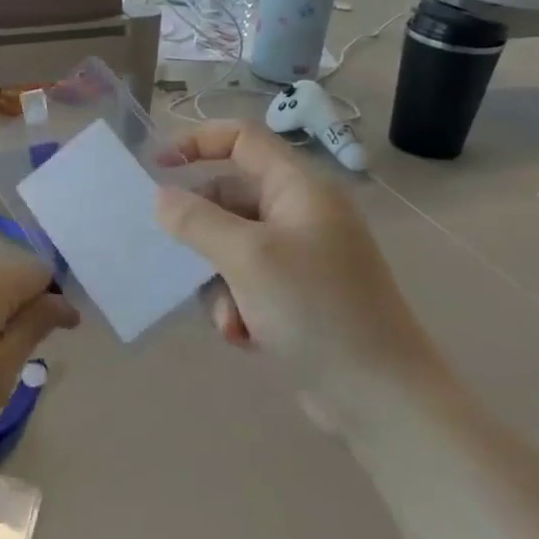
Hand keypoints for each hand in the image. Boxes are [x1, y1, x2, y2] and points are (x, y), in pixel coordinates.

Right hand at [155, 120, 442, 429]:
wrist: (381, 399)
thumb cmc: (316, 310)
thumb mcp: (247, 258)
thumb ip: (196, 220)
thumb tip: (161, 197)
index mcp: (300, 188)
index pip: (241, 139)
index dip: (197, 142)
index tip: (157, 166)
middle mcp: (300, 213)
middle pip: (229, 198)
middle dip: (202, 234)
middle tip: (181, 259)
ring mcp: (300, 255)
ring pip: (229, 246)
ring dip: (217, 281)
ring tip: (230, 317)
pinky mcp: (296, 294)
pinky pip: (244, 281)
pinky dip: (236, 304)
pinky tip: (244, 336)